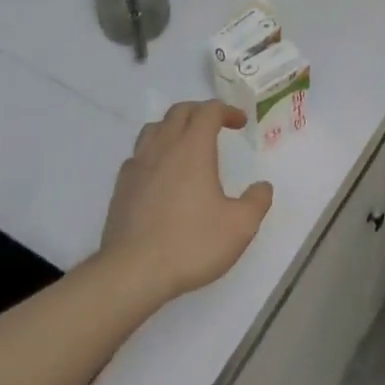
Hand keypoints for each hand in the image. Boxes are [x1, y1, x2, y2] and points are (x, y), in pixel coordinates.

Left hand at [101, 101, 274, 303]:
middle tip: (216, 125)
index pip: (208, 111)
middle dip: (200, 111)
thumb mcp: (240, 226)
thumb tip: (262, 187)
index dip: (227, 110)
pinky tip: (161, 173)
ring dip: (174, 127)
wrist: (131, 273)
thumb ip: (257, 201)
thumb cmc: (191, 244)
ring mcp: (137, 166)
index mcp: (193, 148)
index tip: (240, 123)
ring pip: (154, 128)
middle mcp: (163, 148)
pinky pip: (138, 155)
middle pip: (179, 112)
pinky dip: (154, 152)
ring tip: (187, 144)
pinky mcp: (121, 188)